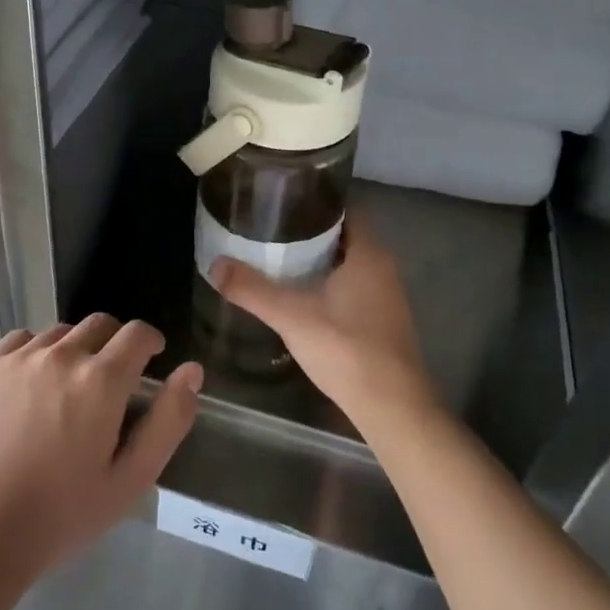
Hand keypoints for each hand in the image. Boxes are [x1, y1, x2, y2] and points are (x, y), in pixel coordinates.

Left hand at [0, 315, 202, 587]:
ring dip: (75, 349)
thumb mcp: (129, 480)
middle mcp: (60, 355)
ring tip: (68, 390)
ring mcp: (18, 357)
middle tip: (111, 383)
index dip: (150, 343)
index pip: (137, 333)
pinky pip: (22, 340)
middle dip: (115, 344)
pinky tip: (31, 388)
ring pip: (61, 332)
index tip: (151, 362)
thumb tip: (191, 371)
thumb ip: (167, 421)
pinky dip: (36, 352)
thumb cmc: (61, 515)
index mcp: (101, 380)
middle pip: (100, 323)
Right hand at [211, 211, 431, 431]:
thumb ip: (252, 290)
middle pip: (346, 234)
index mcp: (369, 254)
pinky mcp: (384, 320)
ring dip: (320, 257)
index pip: (346, 208)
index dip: (316, 200)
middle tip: (271, 227)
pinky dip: (330, 281)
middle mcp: (384, 267)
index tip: (283, 200)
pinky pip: (354, 285)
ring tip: (279, 255)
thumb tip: (215, 265)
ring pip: (350, 262)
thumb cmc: (347, 350)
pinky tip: (303, 293)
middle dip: (311, 230)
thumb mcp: (292, 317)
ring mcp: (387, 296)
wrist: (393, 409)